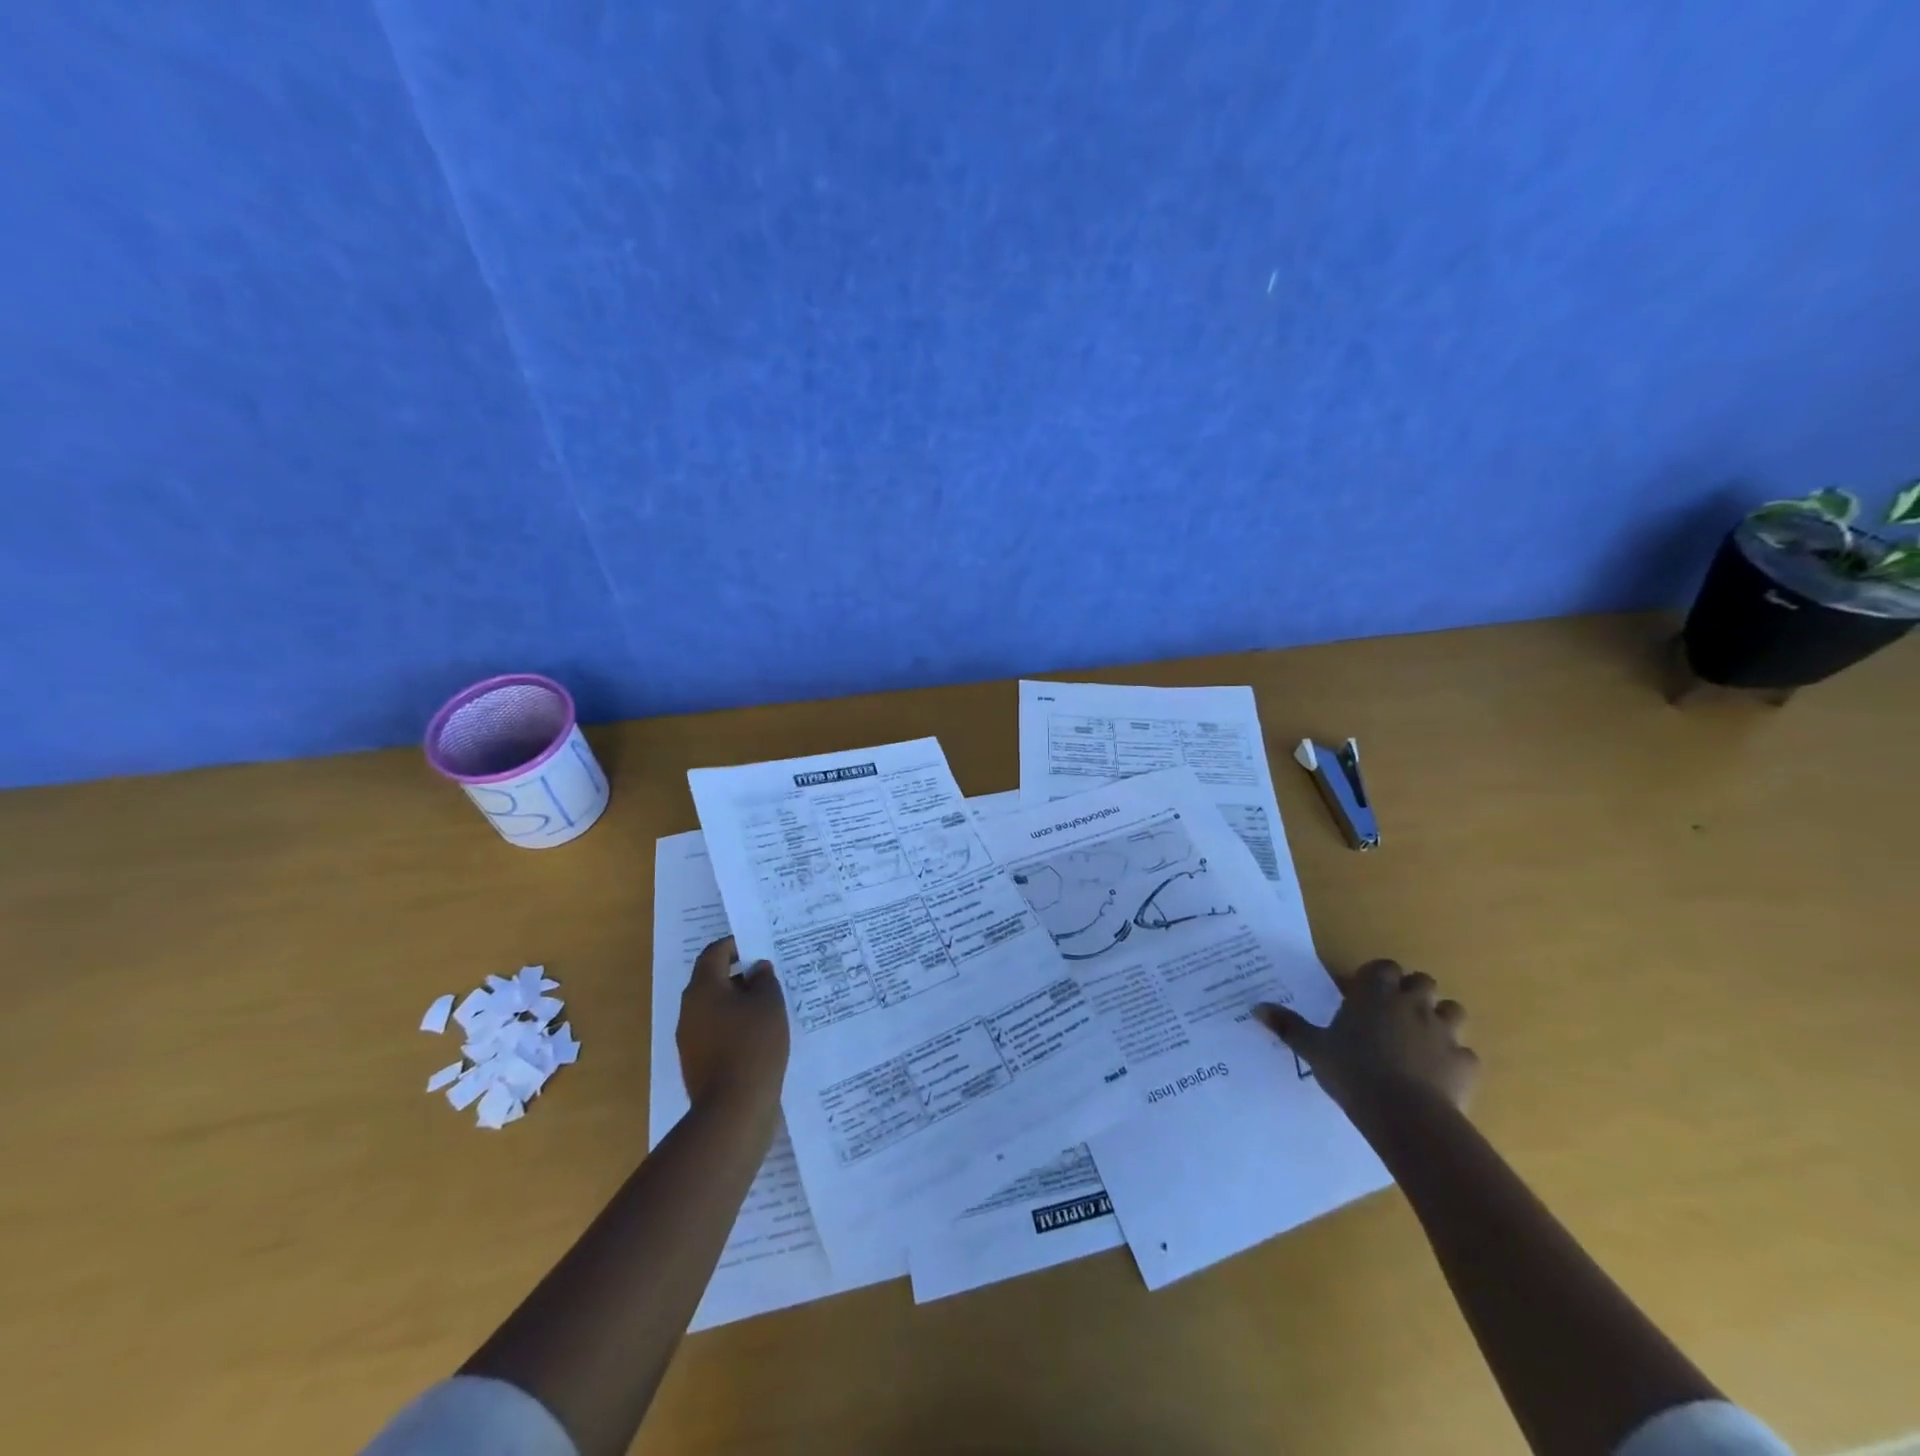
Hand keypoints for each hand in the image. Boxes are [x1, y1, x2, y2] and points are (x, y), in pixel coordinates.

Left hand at [677, 936, 789, 1113]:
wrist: (734, 1109)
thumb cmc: (753, 1044)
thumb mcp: (769, 1003)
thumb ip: (764, 979)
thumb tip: (756, 969)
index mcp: (703, 988)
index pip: (714, 953)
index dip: (736, 945)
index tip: (759, 946)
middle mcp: (689, 1010)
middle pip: (713, 980)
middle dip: (740, 975)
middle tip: (769, 977)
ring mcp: (690, 1039)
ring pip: (715, 1008)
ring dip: (738, 1003)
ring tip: (769, 1007)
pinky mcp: (697, 1063)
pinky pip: (717, 1032)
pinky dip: (735, 1027)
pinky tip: (760, 1036)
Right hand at [1256, 959, 1478, 1114]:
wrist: (1405, 1113)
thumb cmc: (1353, 1070)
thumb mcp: (1313, 1048)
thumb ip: (1288, 1026)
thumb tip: (1256, 1009)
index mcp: (1375, 994)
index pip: (1384, 967)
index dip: (1378, 975)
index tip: (1365, 991)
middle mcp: (1412, 1004)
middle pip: (1422, 982)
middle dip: (1412, 992)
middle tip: (1394, 1013)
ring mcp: (1444, 1032)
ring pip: (1453, 1010)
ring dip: (1440, 1019)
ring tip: (1423, 1038)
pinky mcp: (1465, 1063)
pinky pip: (1466, 1054)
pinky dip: (1455, 1060)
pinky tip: (1440, 1075)